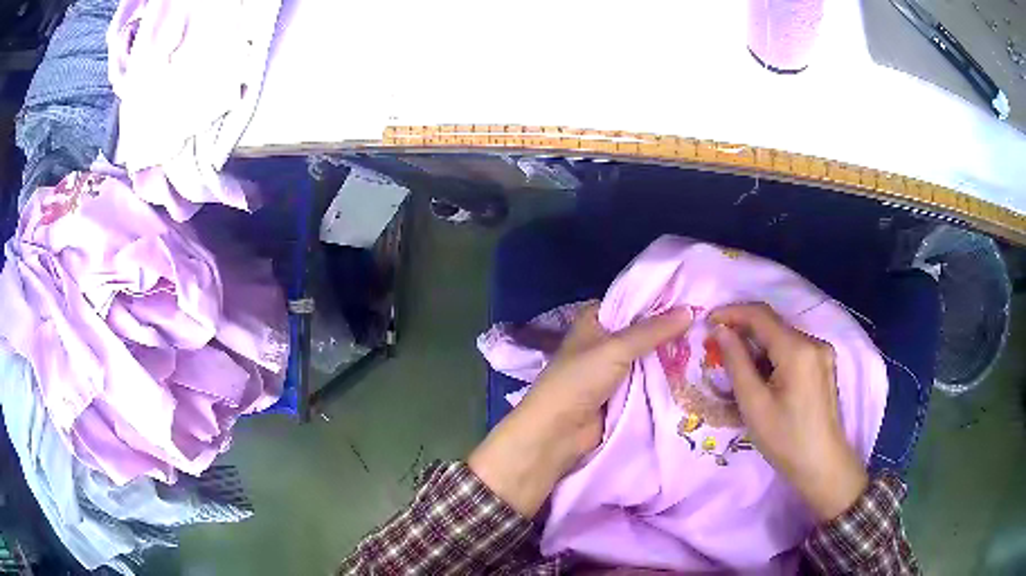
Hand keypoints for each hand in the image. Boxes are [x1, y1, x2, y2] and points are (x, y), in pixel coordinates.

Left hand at [469, 304, 692, 517]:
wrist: (558, 432)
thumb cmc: (579, 380)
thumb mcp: (615, 348)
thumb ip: (653, 330)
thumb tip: (691, 311)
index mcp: (596, 319)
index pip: (634, 301)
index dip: (662, 299)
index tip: (696, 295)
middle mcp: (607, 340)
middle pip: (646, 330)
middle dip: (673, 329)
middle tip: (712, 322)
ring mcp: (617, 369)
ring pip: (651, 356)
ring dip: (674, 354)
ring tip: (712, 343)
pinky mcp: (625, 393)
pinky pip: (652, 380)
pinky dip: (669, 377)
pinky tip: (699, 370)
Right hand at [710, 303, 867, 520]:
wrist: (822, 464)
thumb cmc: (785, 439)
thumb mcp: (754, 404)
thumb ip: (737, 362)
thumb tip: (721, 330)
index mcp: (797, 349)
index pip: (760, 315)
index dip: (732, 313)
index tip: (708, 321)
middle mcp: (813, 342)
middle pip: (773, 324)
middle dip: (744, 330)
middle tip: (717, 346)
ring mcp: (822, 352)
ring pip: (783, 336)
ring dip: (758, 344)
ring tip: (738, 365)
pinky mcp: (824, 364)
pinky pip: (794, 348)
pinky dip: (774, 355)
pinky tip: (763, 375)